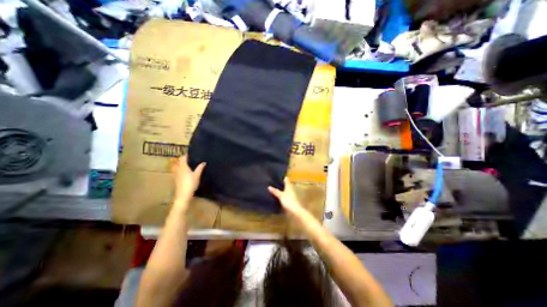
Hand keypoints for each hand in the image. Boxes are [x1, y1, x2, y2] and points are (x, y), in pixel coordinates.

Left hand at [171, 156, 205, 203]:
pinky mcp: (176, 179)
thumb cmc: (191, 183)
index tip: (190, 153)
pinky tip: (183, 171)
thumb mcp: (197, 175)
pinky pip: (176, 171)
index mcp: (183, 167)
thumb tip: (203, 162)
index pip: (183, 158)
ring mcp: (176, 174)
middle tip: (188, 158)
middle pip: (178, 161)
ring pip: (176, 166)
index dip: (186, 155)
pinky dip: (179, 169)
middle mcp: (178, 169)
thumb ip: (200, 168)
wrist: (183, 194)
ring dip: (179, 164)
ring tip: (185, 164)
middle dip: (182, 159)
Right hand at [269, 177, 306, 217]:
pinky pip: (282, 197)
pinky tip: (274, 196)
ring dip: (279, 190)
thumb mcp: (281, 195)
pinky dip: (278, 196)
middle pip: (284, 185)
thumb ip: (275, 191)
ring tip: (271, 187)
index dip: (282, 177)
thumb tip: (269, 187)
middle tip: (271, 181)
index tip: (276, 174)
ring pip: (283, 191)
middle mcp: (289, 190)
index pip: (286, 180)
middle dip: (279, 183)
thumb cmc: (289, 201)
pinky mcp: (287, 201)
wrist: (294, 212)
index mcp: (289, 187)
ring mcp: (289, 196)